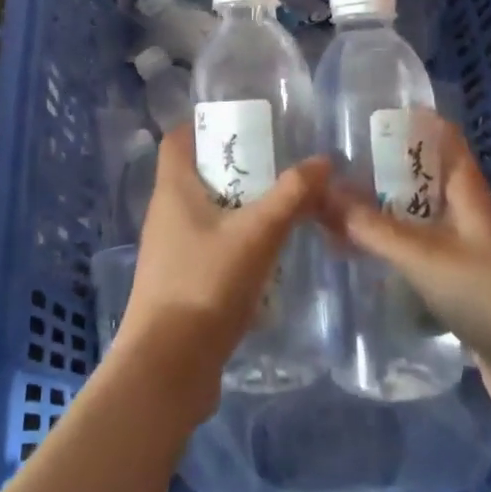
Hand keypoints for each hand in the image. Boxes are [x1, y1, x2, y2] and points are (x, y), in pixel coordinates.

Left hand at [112, 125, 326, 423]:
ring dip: (240, 204)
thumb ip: (291, 195)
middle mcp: (166, 214)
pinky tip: (271, 252)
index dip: (205, 123)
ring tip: (282, 203)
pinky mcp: (182, 282)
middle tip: (279, 162)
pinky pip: (211, 246)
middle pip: (198, 173)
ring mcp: (172, 251)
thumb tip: (323, 160)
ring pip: (208, 212)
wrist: (168, 369)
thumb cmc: (205, 285)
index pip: (178, 138)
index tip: (245, 122)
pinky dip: (237, 240)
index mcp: (173, 190)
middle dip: (236, 165)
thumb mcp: (256, 234)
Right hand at [322, 121, 490, 418]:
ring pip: (421, 223)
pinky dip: (396, 257)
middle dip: (384, 174)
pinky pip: (423, 261)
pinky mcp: (466, 294)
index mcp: (468, 193)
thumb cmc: (490, 294)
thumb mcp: (424, 255)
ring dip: (386, 217)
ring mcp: (470, 257)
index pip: (443, 139)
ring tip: (337, 214)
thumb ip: (371, 227)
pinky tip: (366, 265)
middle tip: (334, 170)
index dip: (411, 123)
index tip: (366, 118)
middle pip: (425, 182)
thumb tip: (321, 192)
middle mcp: (470, 218)